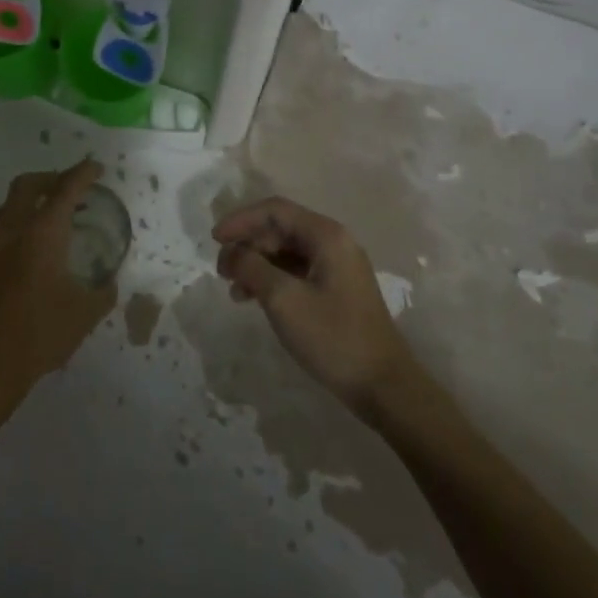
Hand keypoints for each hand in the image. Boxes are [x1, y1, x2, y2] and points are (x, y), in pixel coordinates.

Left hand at [0, 159, 116, 411]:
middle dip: (50, 178)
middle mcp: (11, 231)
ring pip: (6, 208)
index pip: (65, 189)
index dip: (82, 173)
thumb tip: (107, 284)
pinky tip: (23, 259)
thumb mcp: (84, 316)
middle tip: (68, 189)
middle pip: (26, 185)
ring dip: (28, 204)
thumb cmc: (38, 336)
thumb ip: (102, 292)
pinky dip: (13, 233)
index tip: (95, 167)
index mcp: (42, 234)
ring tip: (47, 221)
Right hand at [215, 197, 418, 411]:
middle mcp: (334, 242)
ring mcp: (338, 267)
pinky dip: (273, 280)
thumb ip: (251, 267)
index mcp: (326, 235)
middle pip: (280, 229)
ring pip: (286, 252)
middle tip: (222, 271)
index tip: (214, 240)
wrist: (384, 386)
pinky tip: (255, 300)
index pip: (275, 210)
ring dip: (257, 264)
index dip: (240, 220)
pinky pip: (297, 271)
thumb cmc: (333, 337)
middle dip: (247, 244)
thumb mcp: (283, 299)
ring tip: (234, 291)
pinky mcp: (337, 290)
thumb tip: (231, 251)